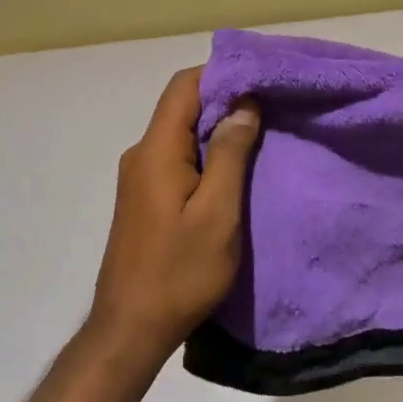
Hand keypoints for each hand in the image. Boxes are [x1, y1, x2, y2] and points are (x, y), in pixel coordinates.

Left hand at [87, 67, 261, 367]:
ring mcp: (140, 177)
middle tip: (271, 102)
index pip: (184, 86)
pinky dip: (207, 150)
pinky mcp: (145, 197)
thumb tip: (244, 103)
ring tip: (261, 129)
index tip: (262, 76)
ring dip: (217, 125)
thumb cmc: (179, 272)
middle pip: (182, 105)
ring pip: (181, 131)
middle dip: (225, 97)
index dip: (222, 73)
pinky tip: (235, 165)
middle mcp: (142, 154)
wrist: (130, 329)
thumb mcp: (217, 213)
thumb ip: (231, 154)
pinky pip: (178, 156)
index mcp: (156, 151)